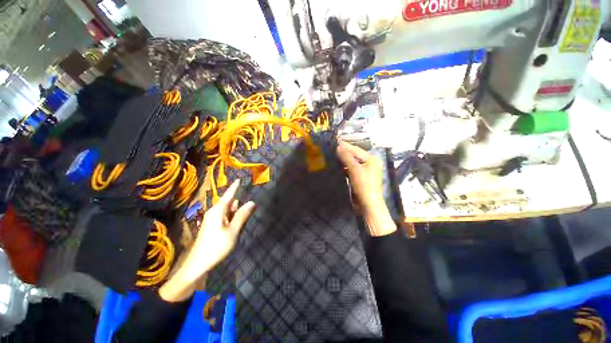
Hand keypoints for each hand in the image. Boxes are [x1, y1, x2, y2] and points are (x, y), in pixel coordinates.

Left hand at [160, 180, 254, 301]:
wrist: (198, 264)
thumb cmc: (217, 246)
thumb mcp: (233, 230)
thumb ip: (242, 215)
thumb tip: (251, 202)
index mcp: (218, 211)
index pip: (228, 195)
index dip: (234, 187)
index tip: (239, 179)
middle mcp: (214, 212)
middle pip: (230, 203)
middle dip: (239, 204)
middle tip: (250, 207)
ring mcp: (212, 220)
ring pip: (228, 211)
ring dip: (236, 212)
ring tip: (245, 216)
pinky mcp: (212, 226)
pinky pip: (225, 218)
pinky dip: (232, 218)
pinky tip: (237, 224)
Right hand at [337, 140, 395, 236]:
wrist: (367, 205)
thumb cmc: (364, 185)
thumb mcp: (355, 169)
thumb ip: (346, 157)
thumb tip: (338, 146)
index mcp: (371, 159)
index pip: (356, 149)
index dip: (345, 145)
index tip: (334, 141)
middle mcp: (369, 163)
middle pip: (354, 155)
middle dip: (343, 153)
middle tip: (331, 148)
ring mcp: (364, 171)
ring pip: (351, 163)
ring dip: (343, 160)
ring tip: (332, 156)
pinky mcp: (359, 178)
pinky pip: (351, 170)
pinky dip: (344, 168)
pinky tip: (337, 166)